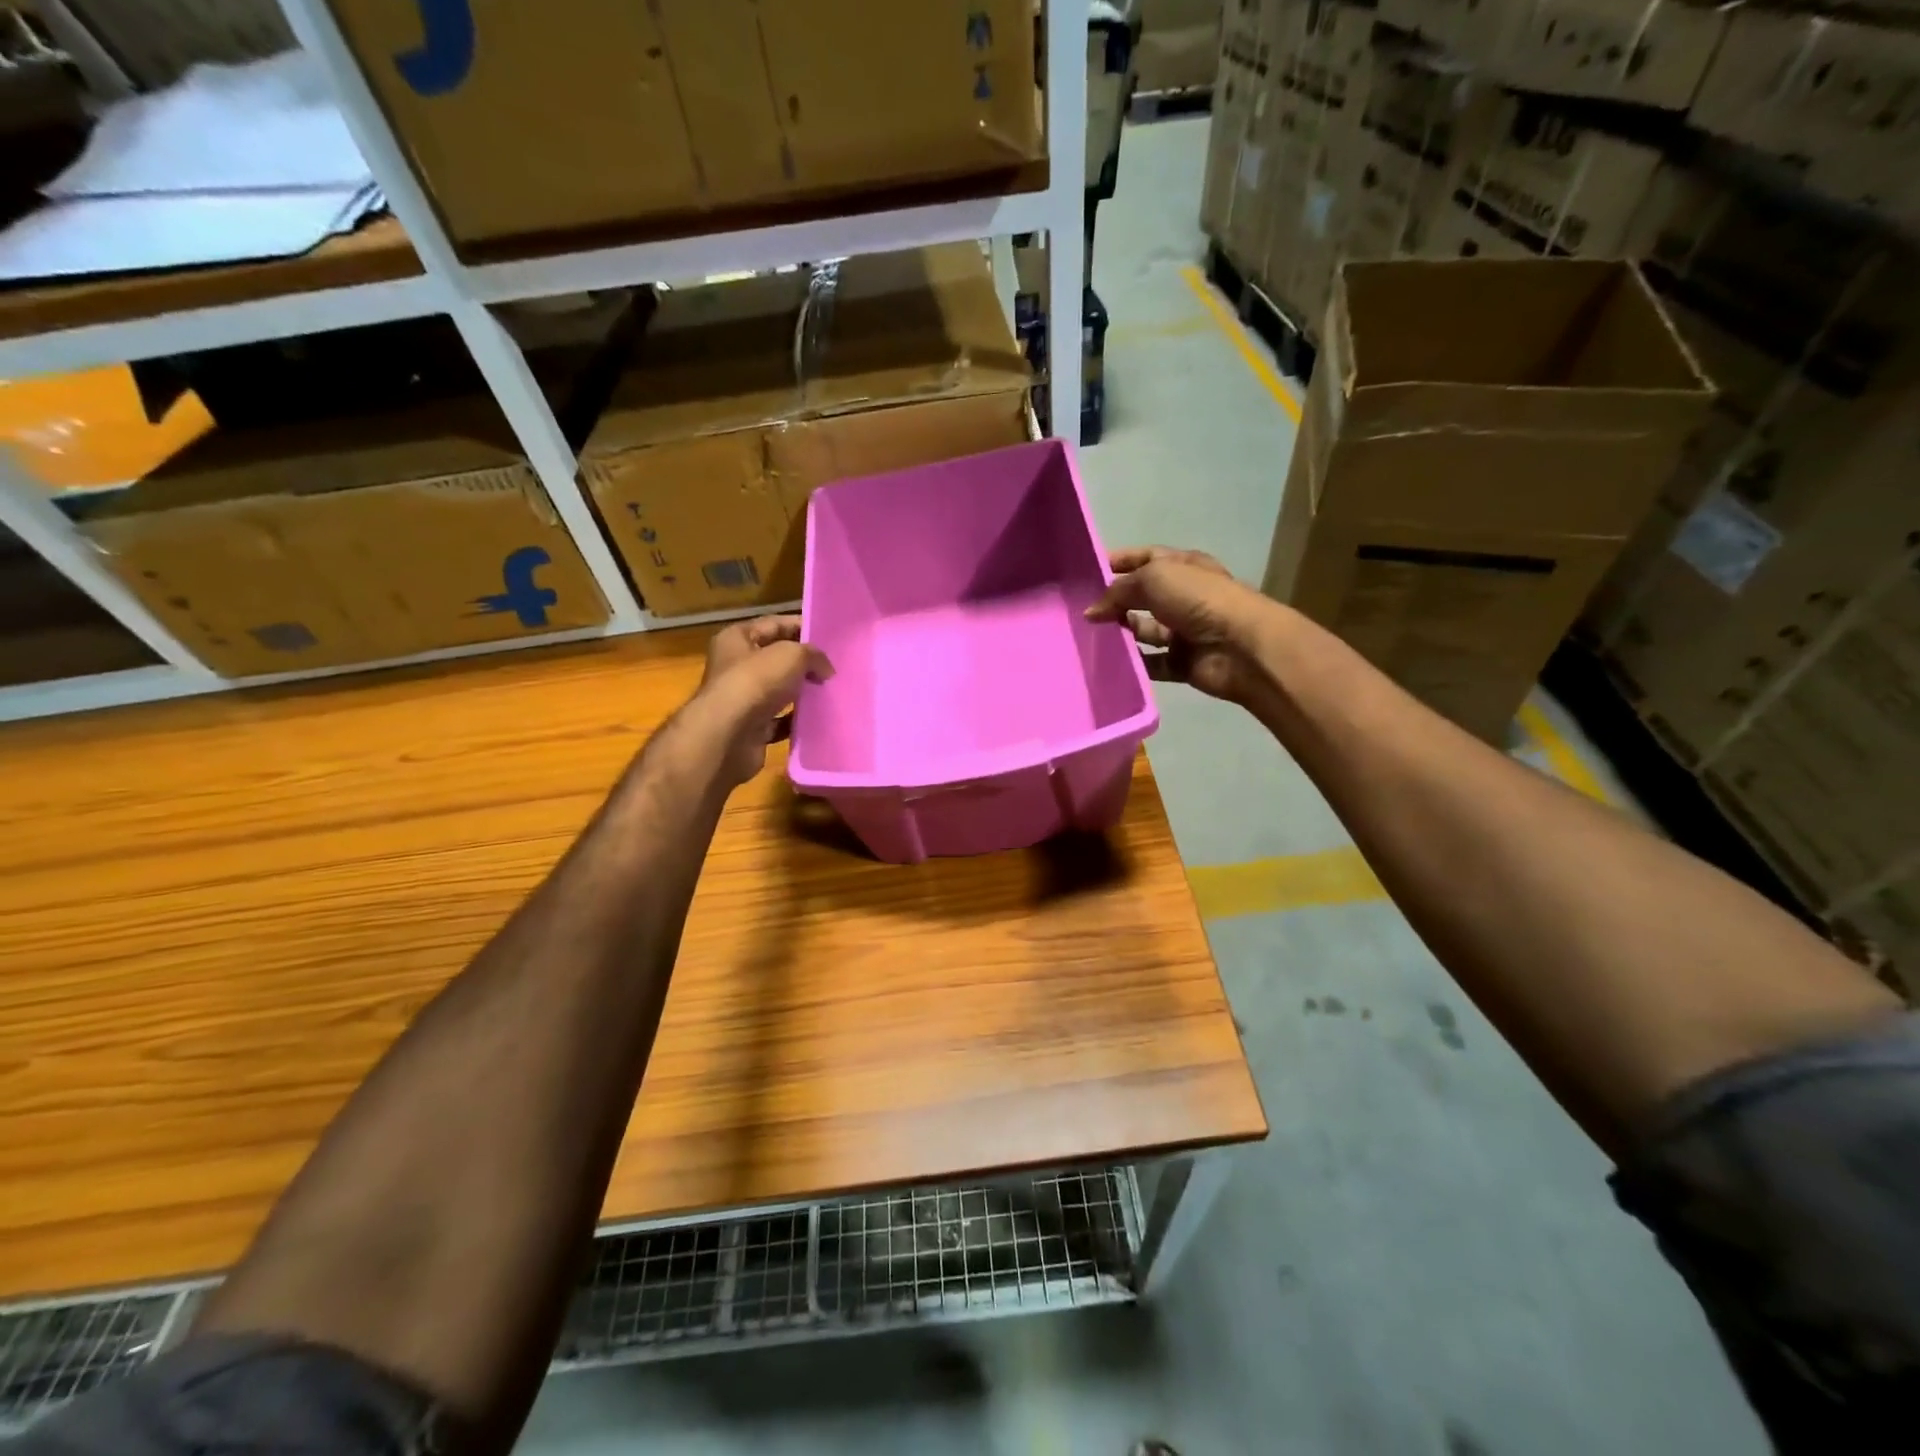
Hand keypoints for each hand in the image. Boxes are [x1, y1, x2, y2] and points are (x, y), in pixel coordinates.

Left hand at [680, 616, 832, 789]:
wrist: (728, 737)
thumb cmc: (755, 683)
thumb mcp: (792, 655)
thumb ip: (813, 655)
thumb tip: (825, 669)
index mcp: (737, 639)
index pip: (774, 624)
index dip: (801, 626)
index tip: (830, 637)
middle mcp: (735, 666)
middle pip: (776, 658)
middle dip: (804, 662)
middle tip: (835, 666)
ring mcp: (742, 699)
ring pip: (779, 691)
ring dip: (802, 692)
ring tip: (831, 691)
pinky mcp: (750, 728)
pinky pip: (780, 721)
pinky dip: (796, 720)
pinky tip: (817, 719)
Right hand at [1085, 547, 1279, 704]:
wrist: (1241, 646)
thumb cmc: (1199, 599)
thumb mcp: (1154, 578)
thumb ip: (1119, 590)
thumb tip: (1092, 611)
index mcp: (1183, 566)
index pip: (1146, 558)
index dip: (1119, 561)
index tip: (1087, 572)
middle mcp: (1184, 596)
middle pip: (1142, 595)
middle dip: (1115, 600)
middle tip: (1080, 609)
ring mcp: (1184, 630)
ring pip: (1144, 629)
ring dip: (1121, 631)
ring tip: (1089, 636)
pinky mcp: (1182, 662)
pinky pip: (1151, 662)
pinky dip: (1133, 663)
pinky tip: (1108, 662)